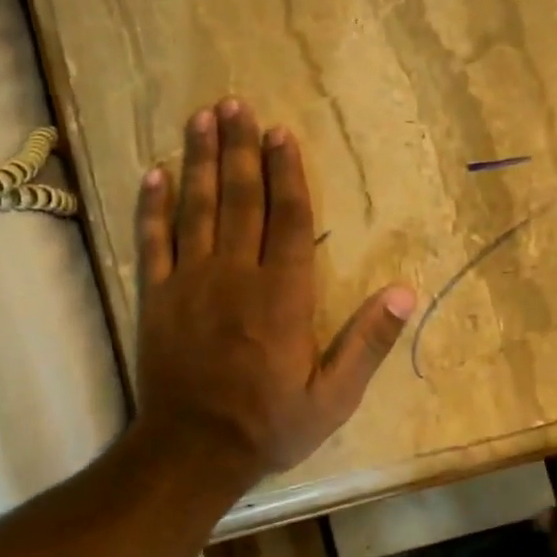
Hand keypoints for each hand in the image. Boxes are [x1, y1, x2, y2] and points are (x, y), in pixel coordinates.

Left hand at [132, 98, 416, 489]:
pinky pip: (153, 241)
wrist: (191, 453)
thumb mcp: (334, 397)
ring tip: (202, 118)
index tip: (281, 133)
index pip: (288, 218)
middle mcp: (236, 275)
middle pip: (240, 199)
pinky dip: (153, 206)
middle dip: (240, 148)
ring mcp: (190, 282)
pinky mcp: (157, 298)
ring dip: (199, 160)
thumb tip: (404, 292)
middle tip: (236, 104)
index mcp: (282, 294)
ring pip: (197, 208)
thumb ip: (368, 342)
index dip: (286, 172)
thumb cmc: (269, 424)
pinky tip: (154, 172)